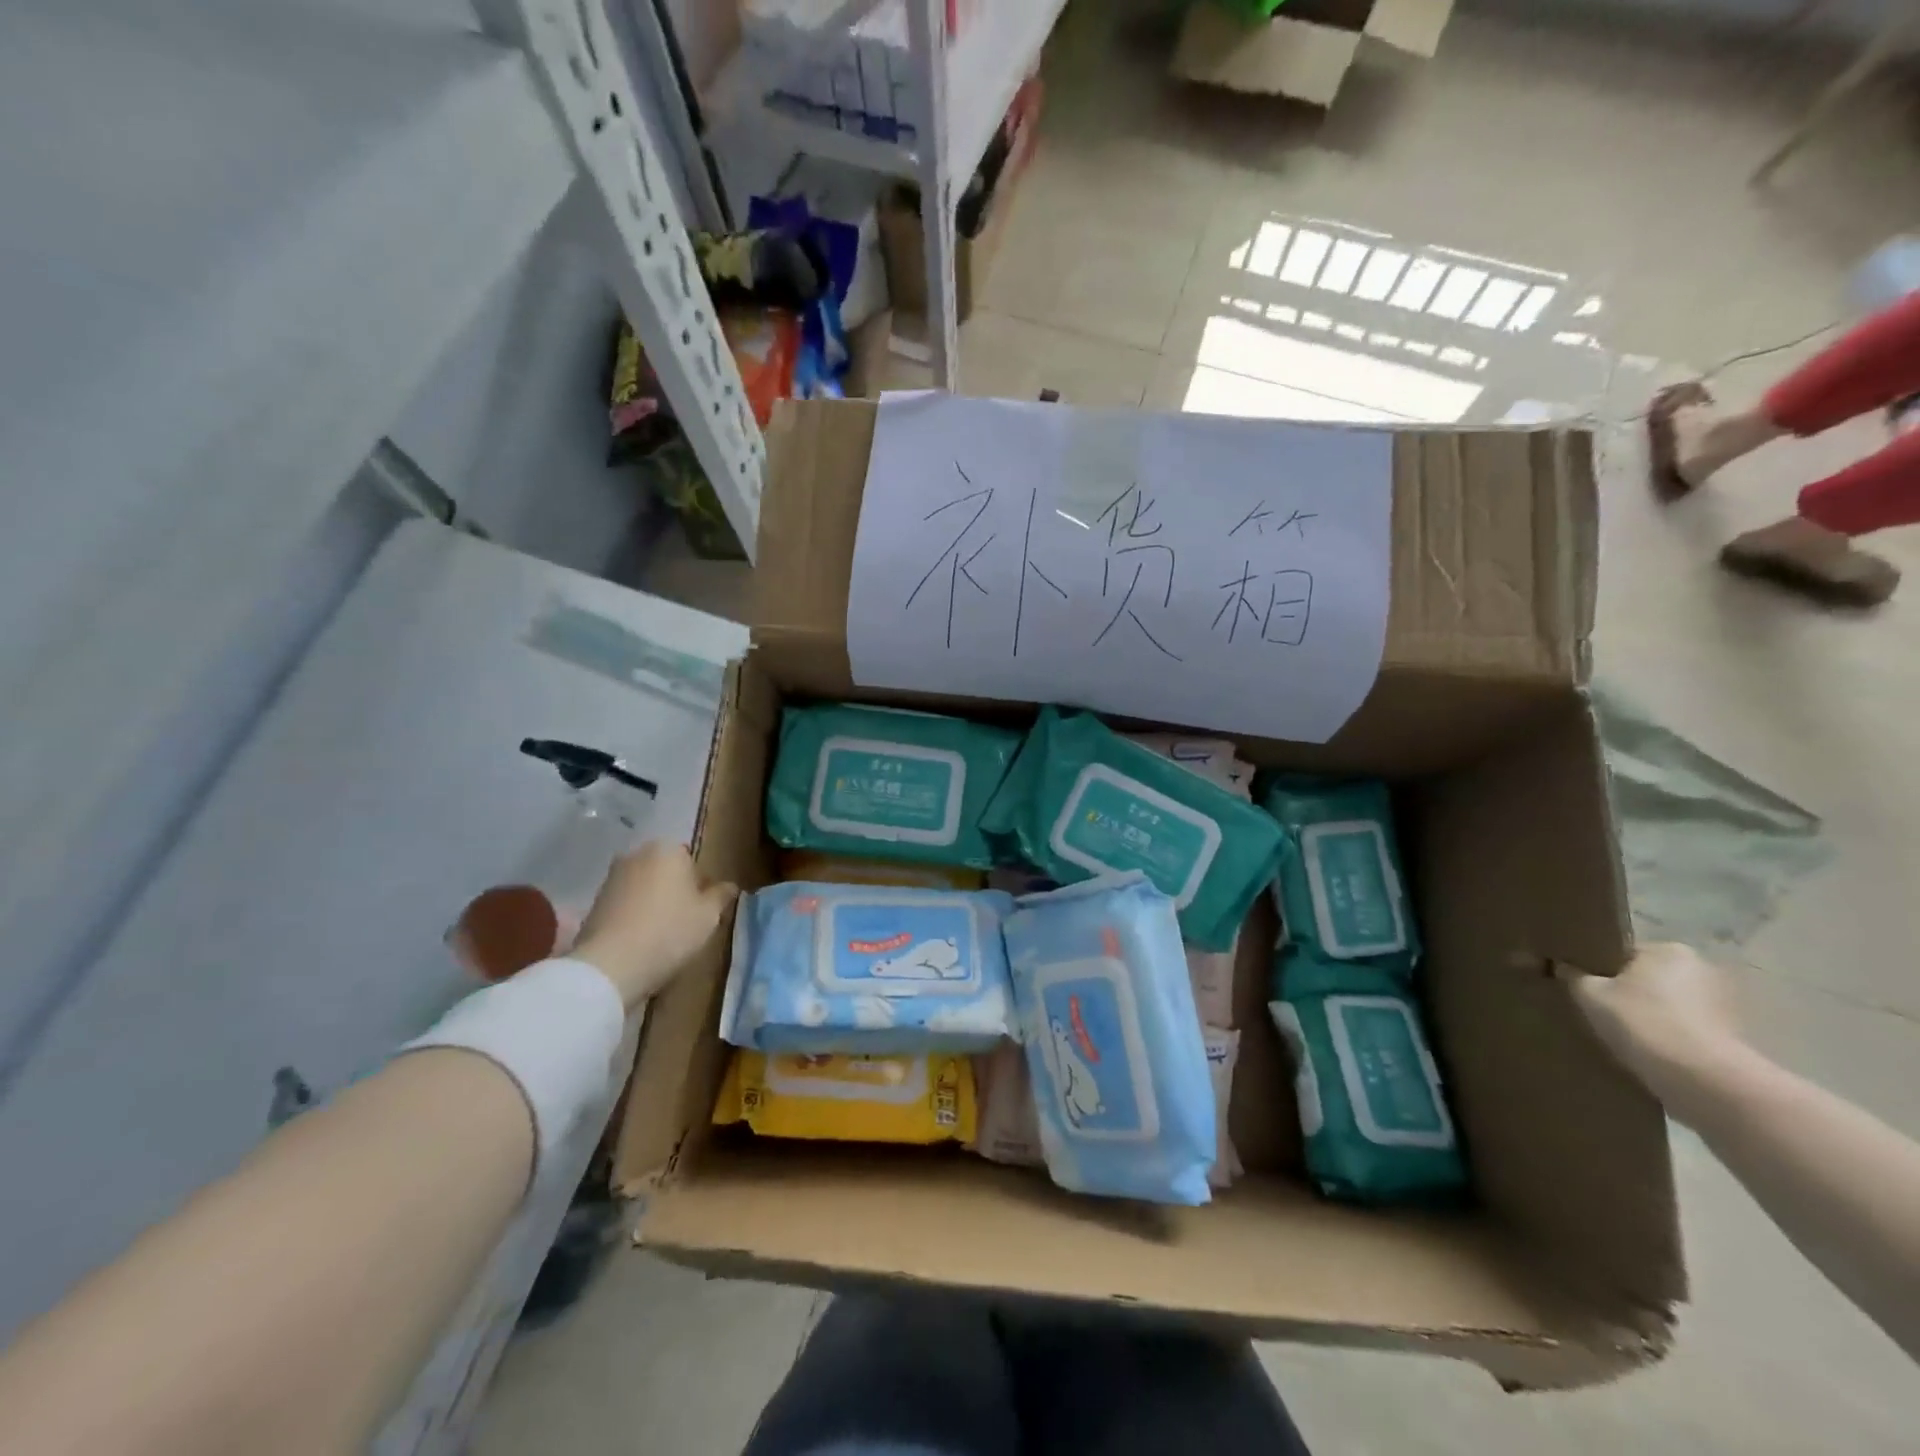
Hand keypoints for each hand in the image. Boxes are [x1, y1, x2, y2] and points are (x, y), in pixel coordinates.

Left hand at [572, 842, 736, 1008]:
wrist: (610, 965)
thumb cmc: (669, 932)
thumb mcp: (709, 916)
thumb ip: (721, 896)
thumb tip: (729, 886)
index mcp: (668, 850)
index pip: (692, 861)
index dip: (700, 886)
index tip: (702, 909)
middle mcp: (637, 854)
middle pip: (665, 870)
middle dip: (674, 889)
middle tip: (684, 920)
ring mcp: (612, 876)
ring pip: (643, 886)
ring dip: (652, 902)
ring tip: (660, 933)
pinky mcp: (594, 900)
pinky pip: (624, 902)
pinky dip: (633, 914)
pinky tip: (638, 938)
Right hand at [1559, 942, 1747, 1106]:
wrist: (1701, 1080)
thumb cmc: (1642, 1021)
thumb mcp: (1589, 994)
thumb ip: (1572, 976)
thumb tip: (1561, 967)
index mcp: (1670, 950)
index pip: (1624, 953)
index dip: (1600, 968)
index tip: (1585, 986)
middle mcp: (1704, 969)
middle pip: (1651, 978)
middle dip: (1630, 992)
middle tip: (1602, 1010)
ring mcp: (1727, 1005)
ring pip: (1672, 1005)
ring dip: (1653, 1016)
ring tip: (1626, 1035)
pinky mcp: (1736, 1038)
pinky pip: (1689, 1030)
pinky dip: (1672, 1037)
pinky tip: (1651, 1052)